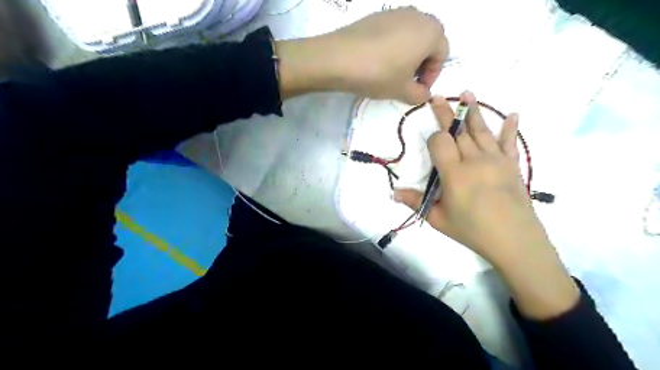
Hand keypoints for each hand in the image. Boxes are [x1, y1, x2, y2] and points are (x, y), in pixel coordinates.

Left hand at [274, 9, 448, 103]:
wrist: (339, 58)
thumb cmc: (379, 74)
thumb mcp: (403, 90)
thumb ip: (419, 94)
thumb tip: (424, 94)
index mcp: (431, 31)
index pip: (442, 54)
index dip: (432, 75)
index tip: (419, 90)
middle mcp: (417, 15)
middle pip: (429, 41)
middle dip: (423, 63)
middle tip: (409, 81)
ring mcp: (396, 12)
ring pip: (411, 35)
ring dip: (409, 54)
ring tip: (393, 72)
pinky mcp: (377, 15)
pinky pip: (394, 31)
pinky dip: (394, 46)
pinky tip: (379, 61)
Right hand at [394, 91, 543, 264]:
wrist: (515, 241)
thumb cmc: (472, 230)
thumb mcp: (438, 219)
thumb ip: (416, 202)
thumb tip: (393, 192)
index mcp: (454, 173)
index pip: (440, 142)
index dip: (434, 138)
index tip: (432, 143)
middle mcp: (475, 160)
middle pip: (458, 131)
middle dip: (446, 113)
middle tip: (438, 96)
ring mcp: (496, 160)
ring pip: (481, 131)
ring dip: (473, 111)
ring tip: (467, 93)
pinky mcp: (512, 165)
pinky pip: (510, 143)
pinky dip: (510, 128)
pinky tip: (513, 114)